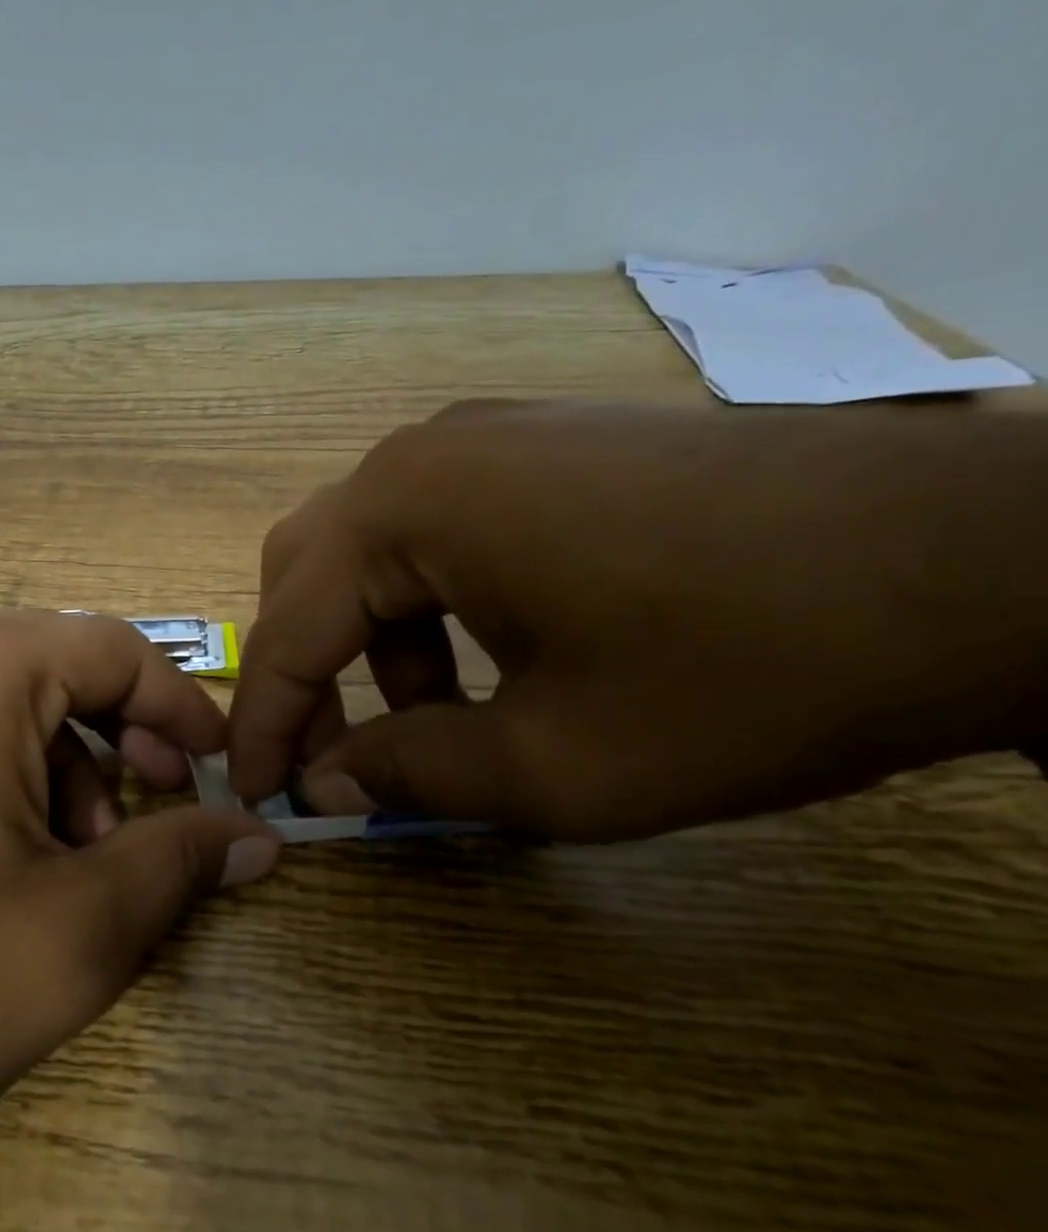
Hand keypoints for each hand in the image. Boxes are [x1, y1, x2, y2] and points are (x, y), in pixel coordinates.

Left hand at [0, 612, 278, 1231]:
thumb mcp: (83, 923)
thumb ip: (185, 858)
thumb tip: (262, 836)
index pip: (113, 648)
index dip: (179, 705)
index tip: (218, 766)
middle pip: (50, 673)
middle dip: (115, 744)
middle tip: (144, 823)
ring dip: (54, 769)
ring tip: (67, 862)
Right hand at [229, 399, 1047, 840]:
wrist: (988, 558)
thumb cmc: (751, 668)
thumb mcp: (560, 763)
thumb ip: (411, 774)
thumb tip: (324, 783)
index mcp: (405, 507)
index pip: (289, 626)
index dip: (264, 722)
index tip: (255, 794)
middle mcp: (420, 453)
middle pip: (305, 571)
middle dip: (301, 671)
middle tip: (322, 755)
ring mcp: (480, 437)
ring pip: (364, 550)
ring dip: (365, 640)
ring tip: (425, 719)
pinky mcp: (532, 446)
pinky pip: (430, 529)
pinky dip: (423, 604)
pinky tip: (489, 657)